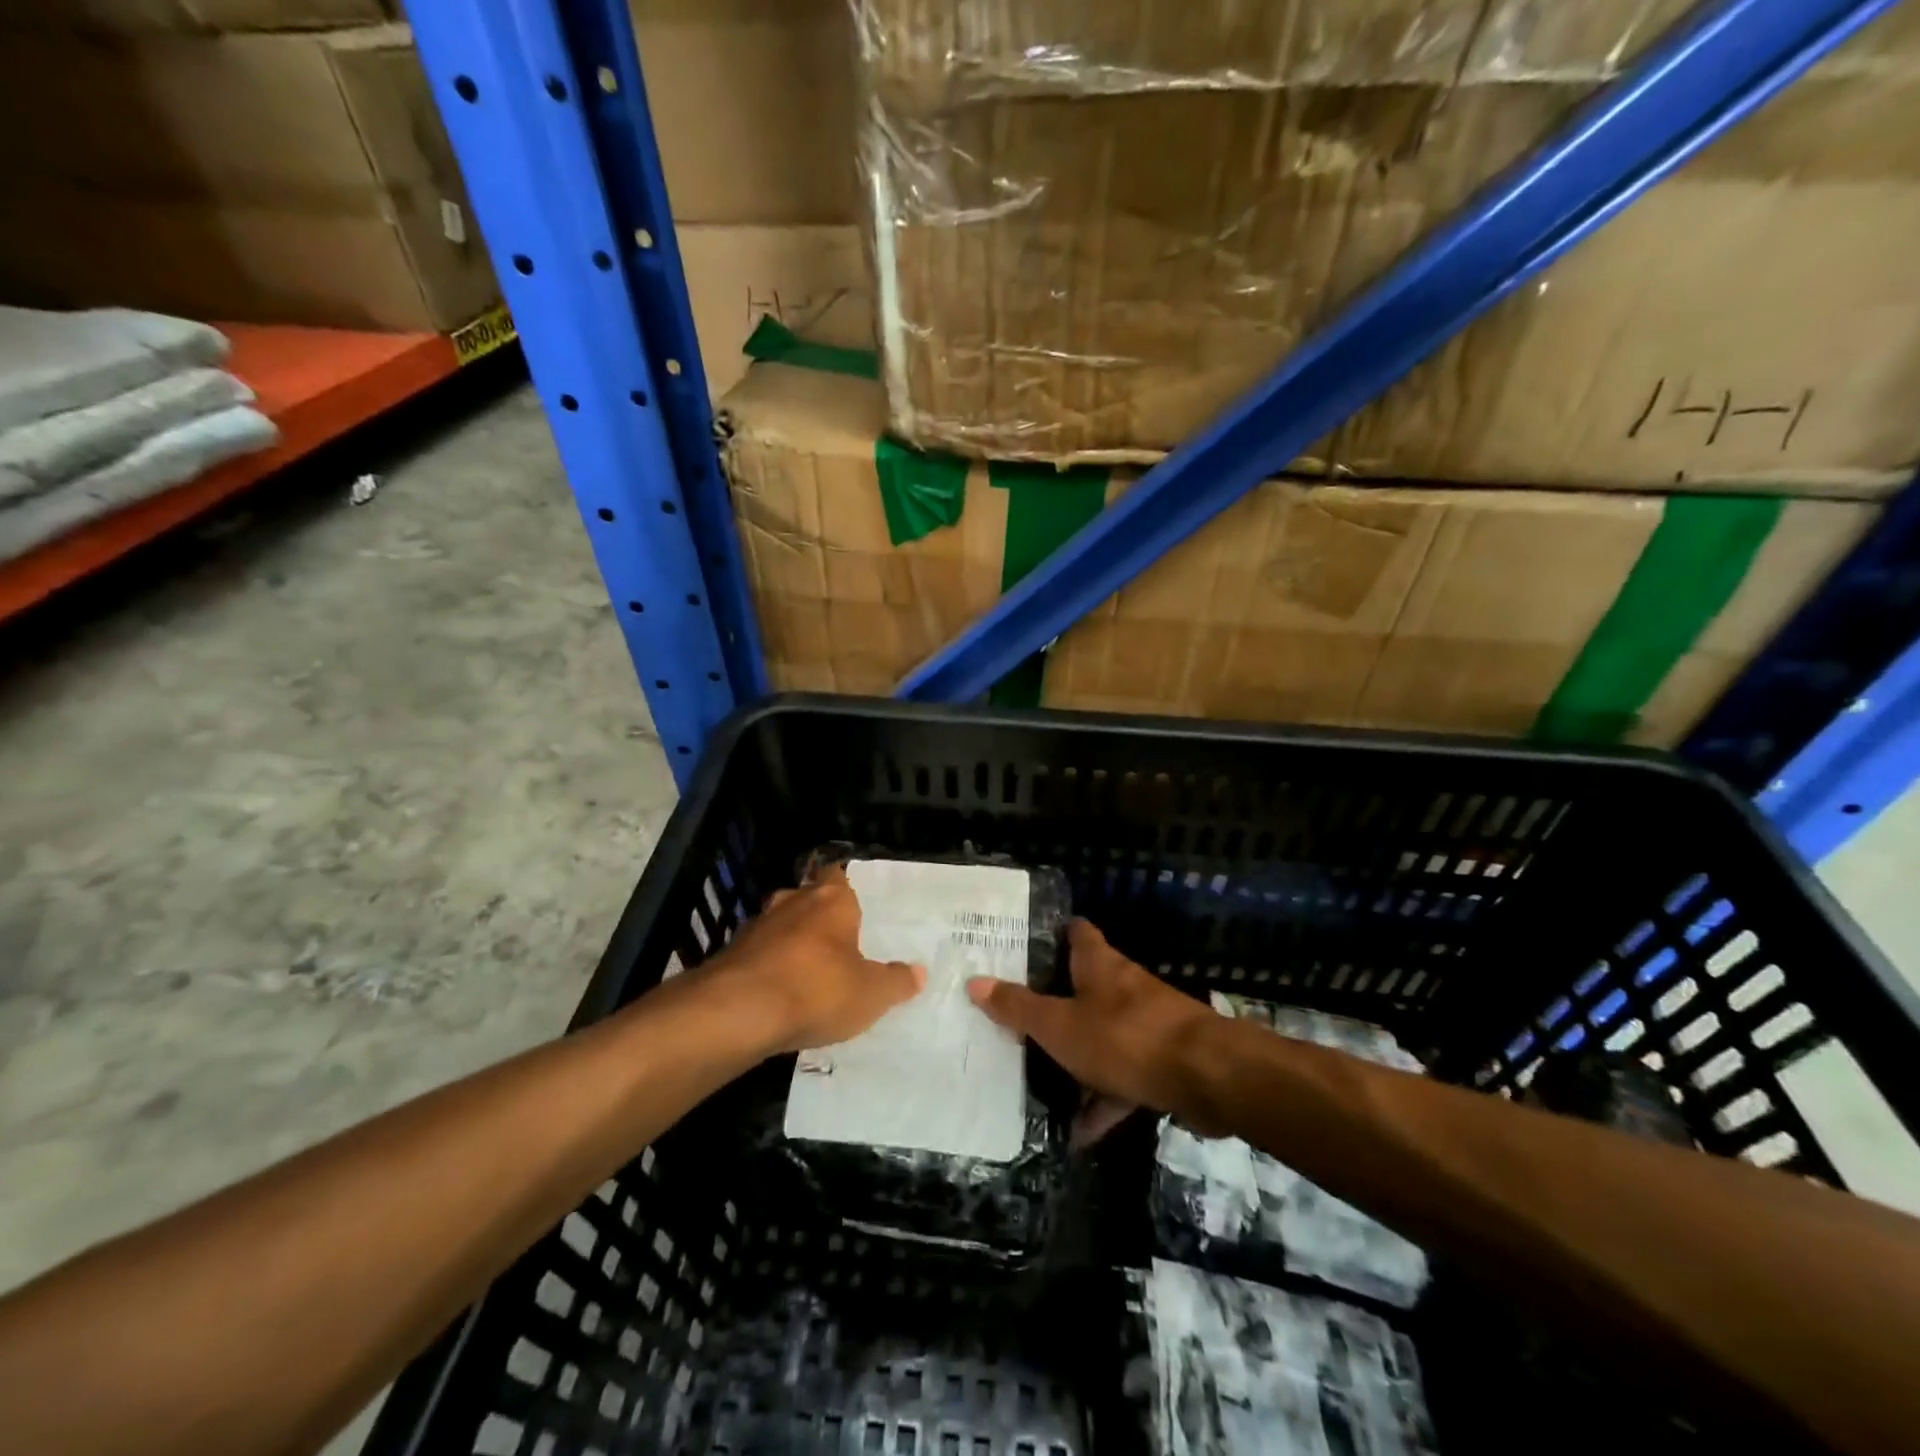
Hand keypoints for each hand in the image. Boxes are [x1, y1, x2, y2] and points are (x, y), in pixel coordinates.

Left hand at [708, 864, 924, 1054]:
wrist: (736, 1012)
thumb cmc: (817, 990)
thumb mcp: (871, 994)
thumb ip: (896, 982)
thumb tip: (918, 973)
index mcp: (831, 901)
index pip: (838, 876)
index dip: (846, 889)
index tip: (855, 908)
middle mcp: (792, 902)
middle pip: (808, 898)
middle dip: (819, 917)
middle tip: (837, 942)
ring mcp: (756, 926)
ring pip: (780, 926)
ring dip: (791, 943)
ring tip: (807, 971)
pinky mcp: (730, 955)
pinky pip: (758, 954)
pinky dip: (768, 967)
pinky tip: (777, 994)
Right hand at [967, 919, 1222, 1134]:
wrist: (1207, 1077)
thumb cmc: (1124, 1037)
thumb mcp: (1059, 1025)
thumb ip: (1018, 1007)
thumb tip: (974, 981)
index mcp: (1099, 965)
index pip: (1076, 932)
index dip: (1052, 934)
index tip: (1022, 946)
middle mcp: (1124, 987)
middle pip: (1085, 985)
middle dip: (1055, 1002)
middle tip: (1017, 1017)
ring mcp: (1146, 1024)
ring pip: (1102, 1035)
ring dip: (1077, 1058)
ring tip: (1040, 1082)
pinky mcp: (1162, 1061)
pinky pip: (1123, 1078)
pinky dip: (1103, 1100)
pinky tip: (1081, 1133)